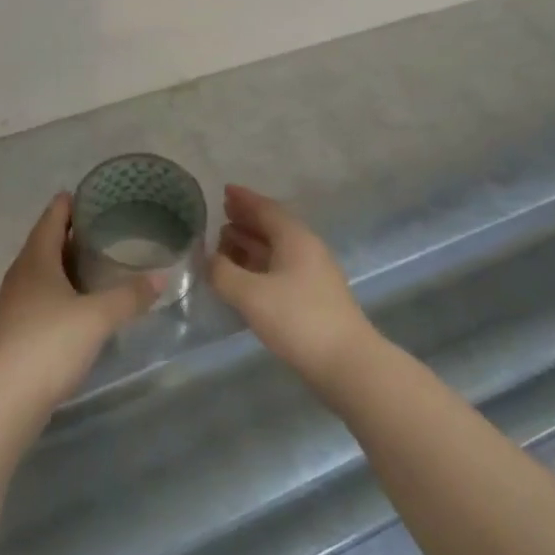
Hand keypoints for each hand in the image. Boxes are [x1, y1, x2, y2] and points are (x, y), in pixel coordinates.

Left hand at [0, 194, 161, 412]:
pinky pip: (41, 295)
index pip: (52, 217)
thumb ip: (130, 295)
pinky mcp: (16, 330)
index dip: (70, 203)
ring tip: (97, 262)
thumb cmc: (50, 344)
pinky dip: (61, 289)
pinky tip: (81, 302)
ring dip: (66, 263)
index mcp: (36, 259)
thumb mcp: (98, 317)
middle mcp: (21, 274)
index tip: (94, 194)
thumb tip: (161, 277)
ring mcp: (15, 303)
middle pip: (46, 242)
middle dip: (72, 232)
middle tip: (106, 227)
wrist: (5, 401)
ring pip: (43, 270)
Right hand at [208, 185, 375, 386]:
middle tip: (220, 217)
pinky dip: (259, 266)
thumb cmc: (298, 319)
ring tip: (223, 245)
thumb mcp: (251, 294)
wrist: (348, 363)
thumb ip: (223, 273)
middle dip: (245, 221)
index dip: (243, 199)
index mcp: (295, 237)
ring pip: (276, 250)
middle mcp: (306, 249)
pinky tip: (243, 278)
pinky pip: (280, 269)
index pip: (266, 208)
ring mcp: (313, 275)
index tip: (223, 191)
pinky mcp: (313, 298)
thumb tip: (206, 258)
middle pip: (272, 227)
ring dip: (250, 245)